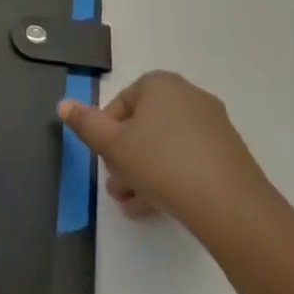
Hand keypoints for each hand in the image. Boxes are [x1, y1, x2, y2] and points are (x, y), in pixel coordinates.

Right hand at [58, 70, 283, 250]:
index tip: (102, 160)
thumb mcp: (113, 145)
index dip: (106, 132)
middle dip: (124, 157)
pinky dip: (170, 179)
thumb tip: (63, 104)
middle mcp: (189, 96)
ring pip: (165, 147)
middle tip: (115, 187)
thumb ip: (86, 124)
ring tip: (131, 206)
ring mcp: (213, 126)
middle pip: (144, 126)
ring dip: (143, 173)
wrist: (230, 206)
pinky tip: (156, 210)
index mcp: (160, 84)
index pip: (122, 102)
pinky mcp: (229, 155)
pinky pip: (189, 160)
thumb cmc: (162, 164)